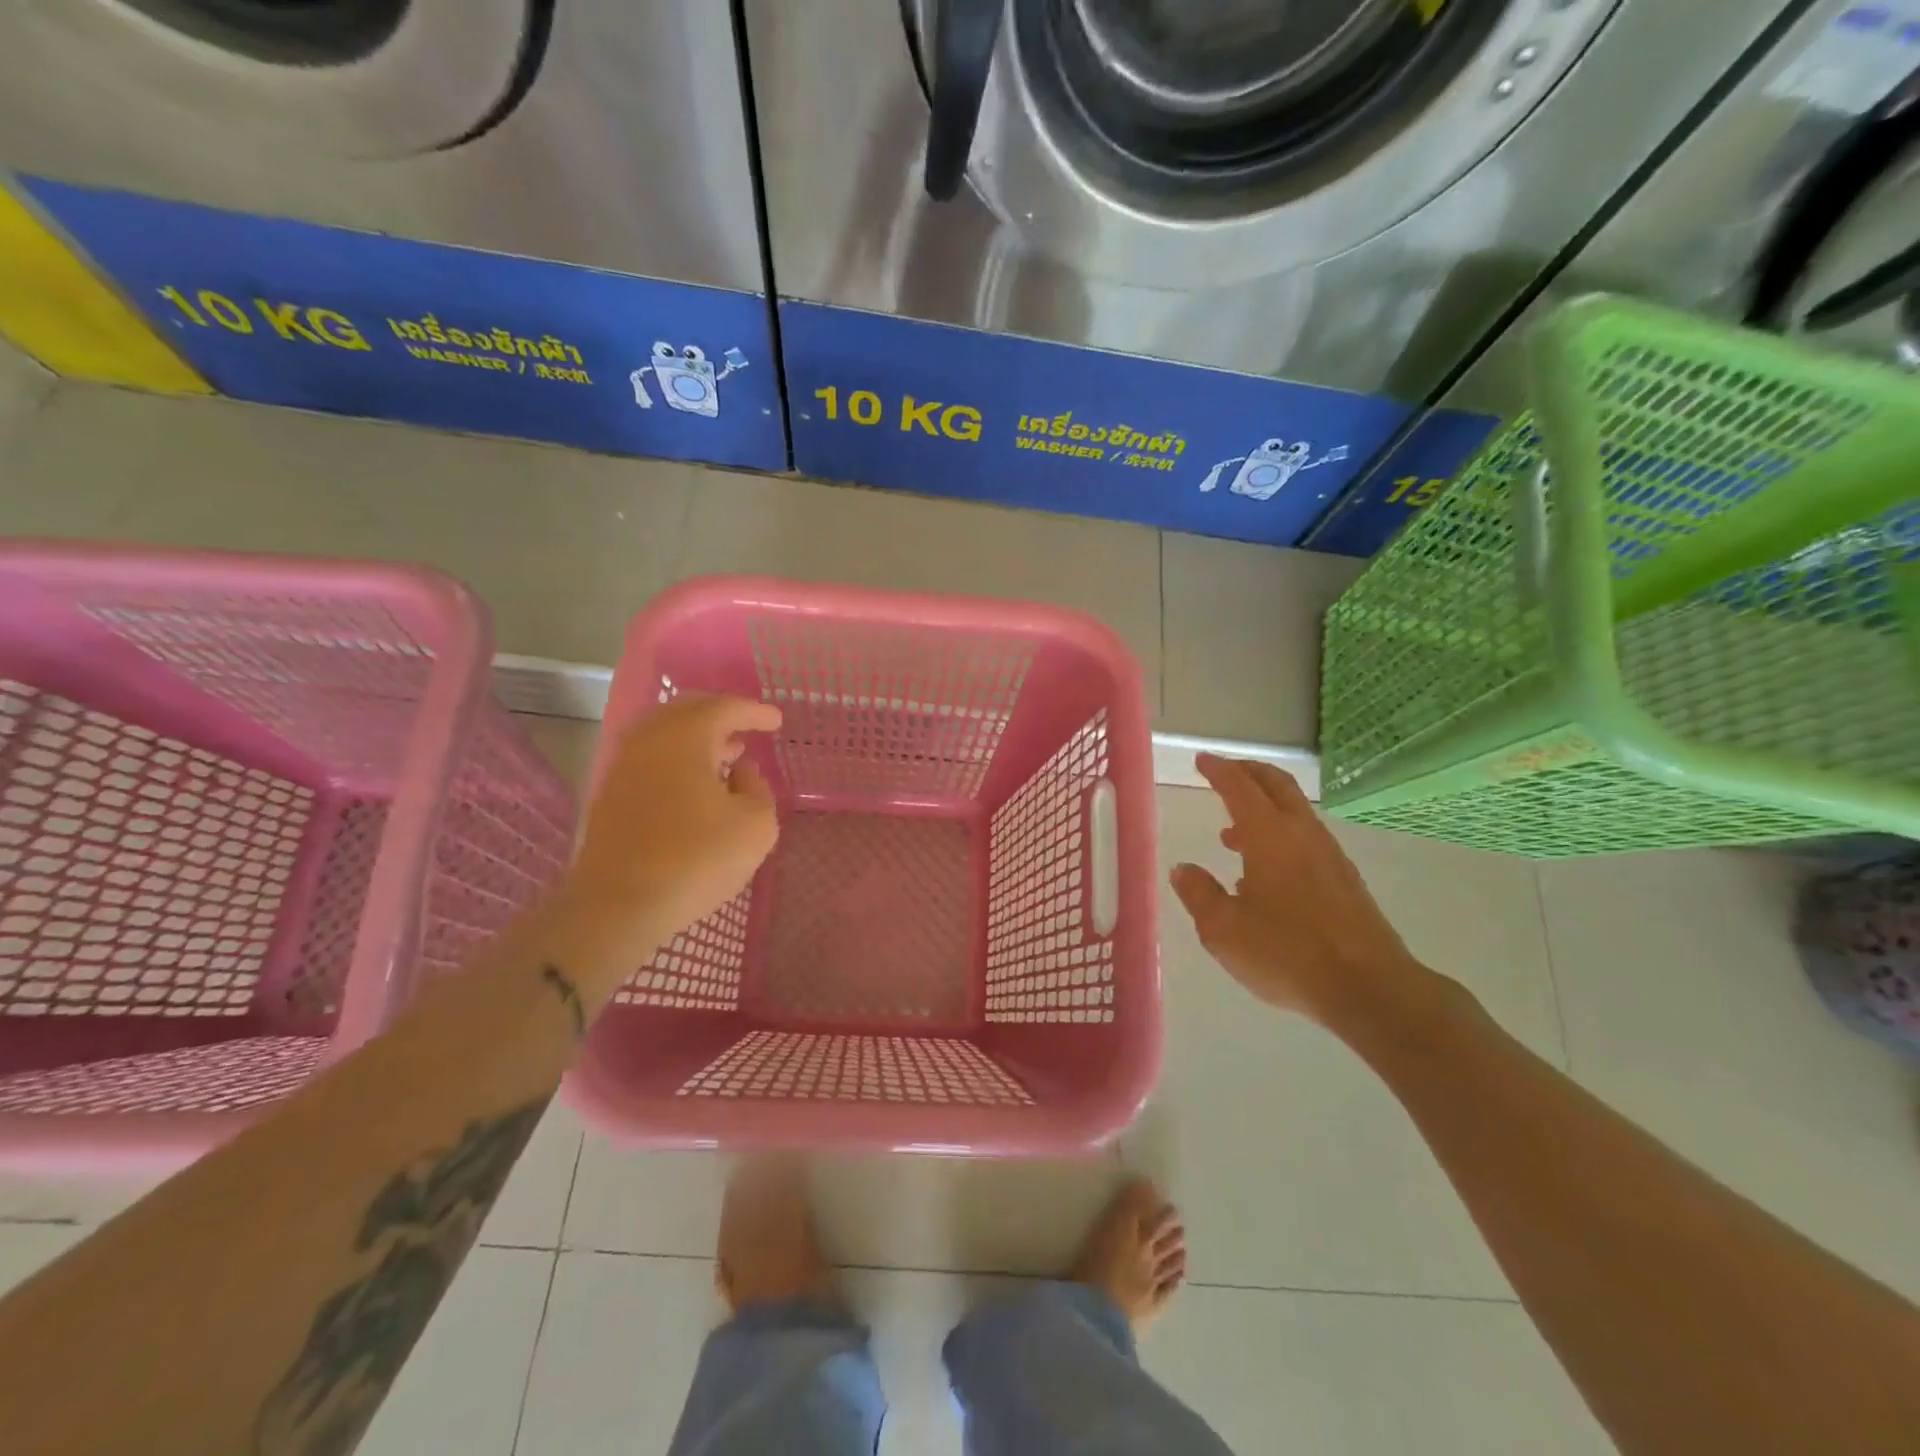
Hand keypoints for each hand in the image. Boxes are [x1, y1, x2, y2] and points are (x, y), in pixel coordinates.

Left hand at [564, 693, 782, 967]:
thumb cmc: (696, 860)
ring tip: (726, 753)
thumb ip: (758, 789)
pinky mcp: (612, 794)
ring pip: (665, 733)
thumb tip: (740, 772)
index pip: (724, 708)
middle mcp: (649, 740)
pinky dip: (678, 757)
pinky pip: (651, 757)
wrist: (619, 905)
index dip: (754, 712)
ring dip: (697, 737)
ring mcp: (624, 766)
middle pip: (687, 710)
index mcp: (685, 737)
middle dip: (721, 715)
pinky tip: (695, 782)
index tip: (776, 721)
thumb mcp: (756, 826)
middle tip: (747, 728)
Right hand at [1169, 754, 1429, 1027]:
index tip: (1202, 760)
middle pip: (1277, 785)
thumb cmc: (1287, 953)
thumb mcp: (1224, 930)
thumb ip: (1199, 894)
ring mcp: (1330, 855)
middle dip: (1249, 772)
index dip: (1219, 770)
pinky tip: (1265, 872)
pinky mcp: (1345, 880)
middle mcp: (1302, 834)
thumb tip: (1183, 869)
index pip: (1240, 788)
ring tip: (1231, 832)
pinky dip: (1280, 834)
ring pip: (1294, 812)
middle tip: (1225, 771)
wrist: (1370, 988)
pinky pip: (1306, 839)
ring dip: (1264, 807)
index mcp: (1269, 836)